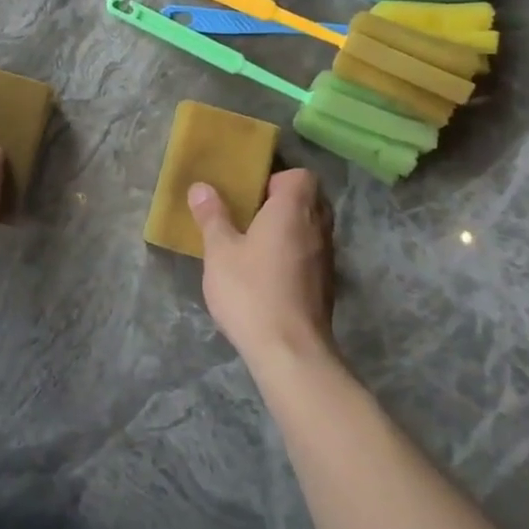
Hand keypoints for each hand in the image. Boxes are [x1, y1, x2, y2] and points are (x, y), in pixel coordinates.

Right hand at [190, 168, 335, 369]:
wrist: (291, 353)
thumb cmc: (252, 291)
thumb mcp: (220, 251)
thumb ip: (212, 216)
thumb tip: (201, 187)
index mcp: (294, 209)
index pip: (301, 175)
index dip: (277, 178)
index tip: (251, 194)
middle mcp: (318, 227)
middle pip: (309, 200)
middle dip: (283, 203)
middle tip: (250, 215)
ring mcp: (326, 258)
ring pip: (312, 229)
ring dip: (290, 230)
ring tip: (256, 244)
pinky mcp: (327, 286)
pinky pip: (311, 255)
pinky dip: (295, 255)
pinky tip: (268, 274)